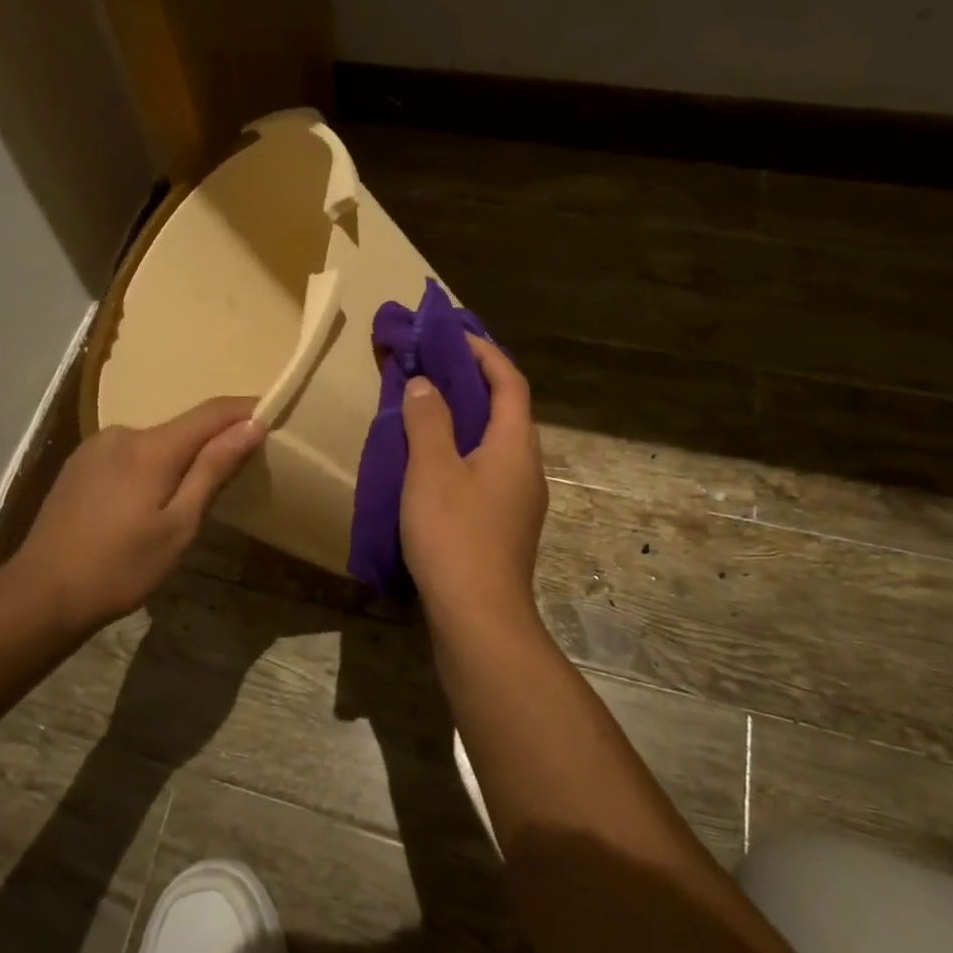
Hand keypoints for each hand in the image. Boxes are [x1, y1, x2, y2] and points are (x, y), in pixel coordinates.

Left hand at [12, 397, 266, 636]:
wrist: (41, 593)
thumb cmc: (121, 567)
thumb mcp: (179, 526)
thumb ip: (214, 470)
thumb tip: (252, 425)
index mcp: (151, 447)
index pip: (212, 413)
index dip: (246, 410)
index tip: (276, 413)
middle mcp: (123, 433)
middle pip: (183, 428)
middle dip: (213, 442)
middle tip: (238, 473)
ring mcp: (95, 446)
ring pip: (155, 442)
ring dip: (179, 458)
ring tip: (188, 497)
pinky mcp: (79, 464)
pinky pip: (129, 454)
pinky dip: (150, 466)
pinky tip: (145, 502)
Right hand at [400, 335, 547, 631]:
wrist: (478, 619)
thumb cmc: (455, 536)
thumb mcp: (432, 470)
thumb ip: (429, 421)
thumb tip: (427, 383)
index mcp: (516, 447)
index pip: (509, 382)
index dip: (484, 352)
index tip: (452, 333)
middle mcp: (525, 468)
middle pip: (506, 410)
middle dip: (474, 381)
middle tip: (435, 364)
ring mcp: (517, 501)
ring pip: (494, 442)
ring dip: (466, 417)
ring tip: (428, 405)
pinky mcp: (502, 525)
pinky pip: (484, 469)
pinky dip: (461, 450)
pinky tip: (431, 462)